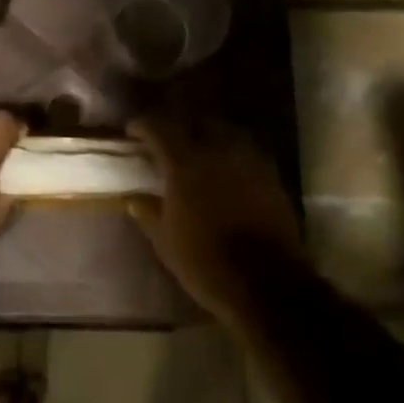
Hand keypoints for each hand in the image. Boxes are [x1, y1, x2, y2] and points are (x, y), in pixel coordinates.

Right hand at [128, 112, 299, 318]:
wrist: (266, 282)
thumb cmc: (206, 263)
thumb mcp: (166, 242)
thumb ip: (149, 214)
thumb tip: (135, 199)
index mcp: (184, 165)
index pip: (159, 128)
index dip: (143, 125)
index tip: (133, 131)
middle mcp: (216, 152)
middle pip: (196, 120)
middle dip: (180, 124)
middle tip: (168, 137)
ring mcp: (247, 160)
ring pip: (225, 130)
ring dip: (208, 133)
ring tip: (199, 148)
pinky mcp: (270, 175)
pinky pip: (246, 150)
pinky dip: (232, 151)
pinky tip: (226, 167)